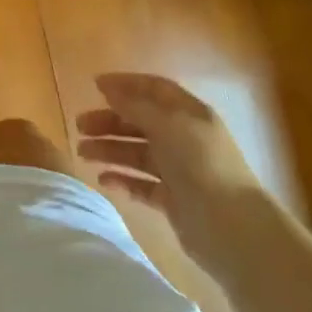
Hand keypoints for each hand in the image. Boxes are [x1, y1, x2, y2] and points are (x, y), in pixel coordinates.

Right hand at [75, 73, 260, 253]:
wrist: (231, 227)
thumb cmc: (200, 164)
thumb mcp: (167, 125)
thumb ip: (135, 106)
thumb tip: (108, 87)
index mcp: (189, 114)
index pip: (154, 90)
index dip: (126, 85)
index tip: (94, 86)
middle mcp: (184, 138)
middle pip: (141, 122)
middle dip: (109, 121)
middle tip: (79, 127)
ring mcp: (179, 170)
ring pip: (137, 153)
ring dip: (110, 149)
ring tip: (82, 154)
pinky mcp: (173, 200)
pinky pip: (141, 184)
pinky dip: (122, 180)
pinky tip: (103, 180)